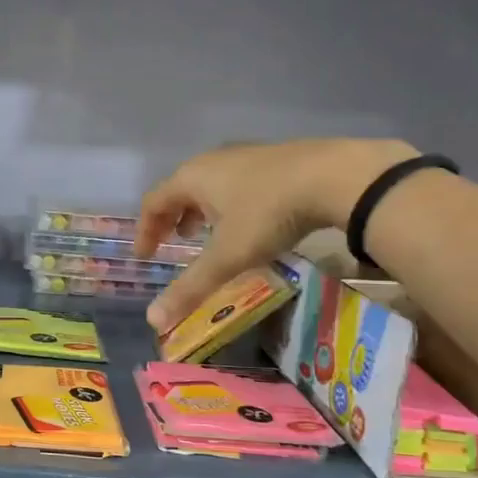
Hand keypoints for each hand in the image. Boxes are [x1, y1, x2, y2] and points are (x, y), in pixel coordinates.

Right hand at [137, 138, 417, 329]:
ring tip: (209, 235)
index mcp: (191, 177)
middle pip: (179, 189)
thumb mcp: (227, 256)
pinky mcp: (273, 158)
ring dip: (201, 210)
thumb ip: (190, 288)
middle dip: (172, 219)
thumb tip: (153, 321)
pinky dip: (228, 203)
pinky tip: (249, 222)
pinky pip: (236, 182)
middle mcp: (212, 161)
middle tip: (174, 244)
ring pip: (209, 184)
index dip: (145, 230)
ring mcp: (244, 156)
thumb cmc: (267, 213)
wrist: (333, 175)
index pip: (153, 202)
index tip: (145, 256)